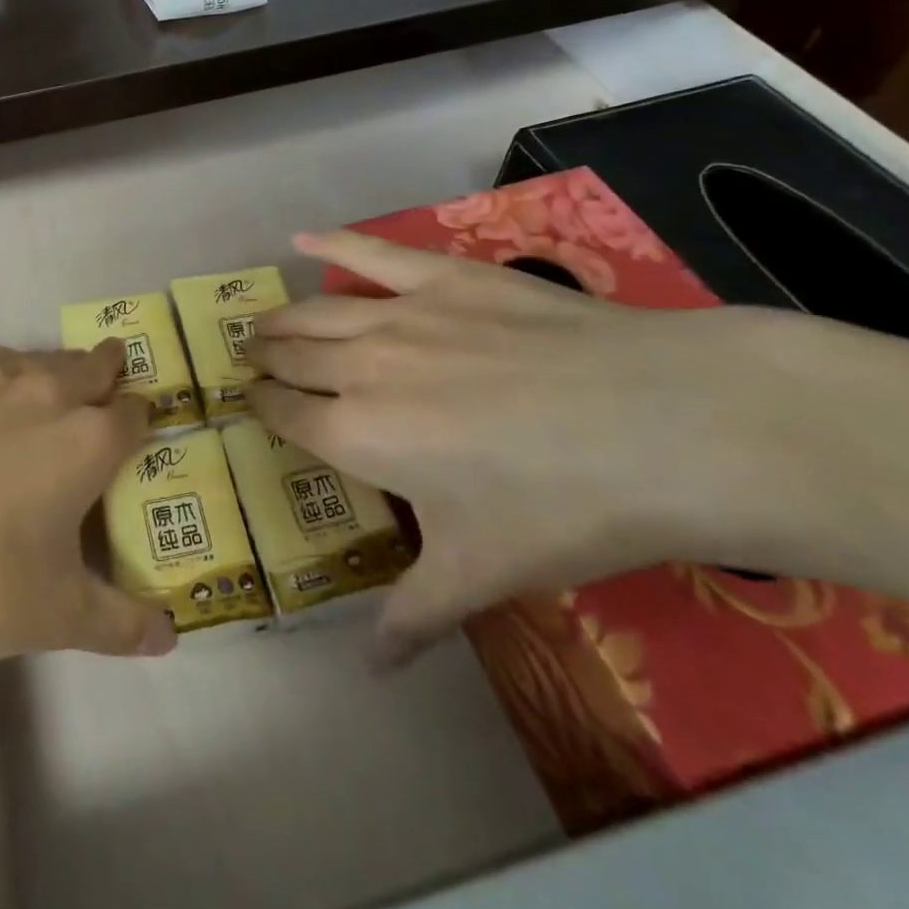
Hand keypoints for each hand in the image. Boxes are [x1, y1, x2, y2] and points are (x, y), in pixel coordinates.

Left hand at [0, 343, 174, 717]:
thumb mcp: (55, 618)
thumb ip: (121, 623)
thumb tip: (170, 636)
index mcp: (86, 440)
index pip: (135, 412)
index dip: (141, 420)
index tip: (135, 433)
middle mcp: (43, 392)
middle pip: (93, 364)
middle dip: (107, 374)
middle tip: (102, 394)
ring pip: (36, 359)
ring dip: (50, 374)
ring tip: (39, 403)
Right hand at [248, 230, 799, 667]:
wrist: (658, 424)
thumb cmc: (561, 507)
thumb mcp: (483, 573)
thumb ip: (414, 616)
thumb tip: (371, 670)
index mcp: (356, 435)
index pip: (285, 413)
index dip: (261, 405)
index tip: (249, 399)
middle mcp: (359, 368)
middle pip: (292, 357)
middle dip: (264, 359)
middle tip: (251, 358)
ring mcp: (398, 314)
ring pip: (316, 311)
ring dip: (283, 318)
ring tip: (265, 323)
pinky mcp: (441, 276)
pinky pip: (370, 253)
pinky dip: (331, 243)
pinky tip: (303, 238)